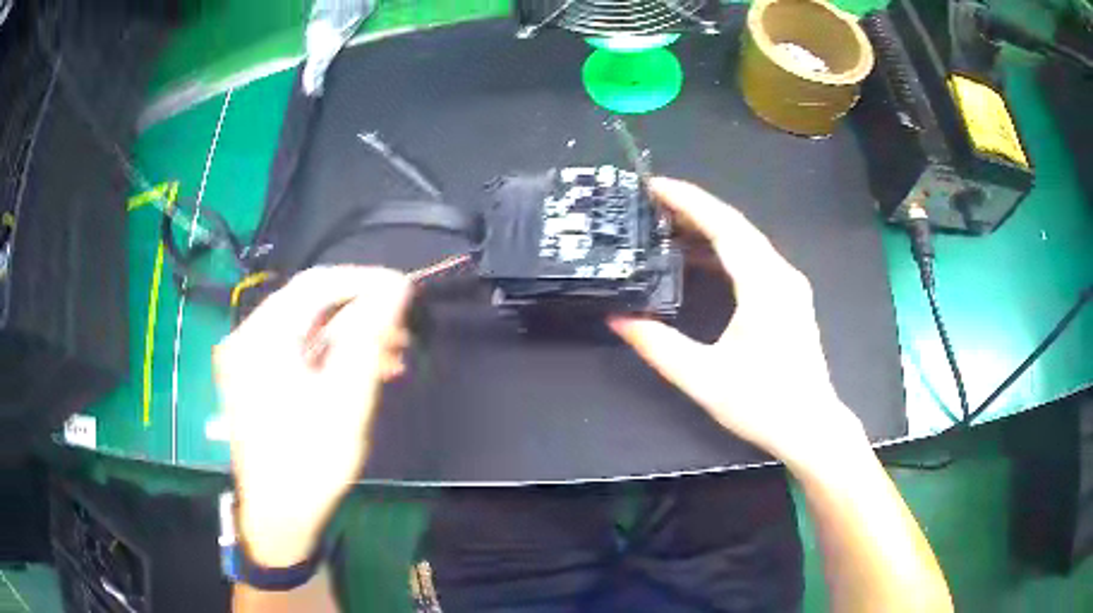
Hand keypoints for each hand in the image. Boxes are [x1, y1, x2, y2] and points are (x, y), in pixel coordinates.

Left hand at [214, 266, 410, 566]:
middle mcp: (248, 338)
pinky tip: (360, 372)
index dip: (363, 281)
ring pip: (306, 329)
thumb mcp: (346, 400)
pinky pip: (297, 351)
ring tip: (391, 359)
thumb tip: (394, 289)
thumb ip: (369, 338)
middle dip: (360, 314)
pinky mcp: (254, 378)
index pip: (316, 284)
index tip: (404, 292)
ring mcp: (247, 358)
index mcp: (262, 338)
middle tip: (402, 333)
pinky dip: (329, 356)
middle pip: (309, 305)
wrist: (278, 517)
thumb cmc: (310, 462)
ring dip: (349, 338)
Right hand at [610, 178, 865, 468]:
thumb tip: (617, 318)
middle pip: (735, 226)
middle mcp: (781, 274)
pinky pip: (753, 259)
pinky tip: (699, 258)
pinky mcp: (789, 298)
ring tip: (667, 224)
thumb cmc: (763, 404)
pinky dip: (724, 250)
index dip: (688, 200)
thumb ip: (658, 346)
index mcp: (764, 285)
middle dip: (693, 208)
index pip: (724, 226)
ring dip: (708, 228)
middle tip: (651, 202)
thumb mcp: (703, 379)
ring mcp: (789, 285)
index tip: (653, 185)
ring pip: (746, 240)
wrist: (811, 427)